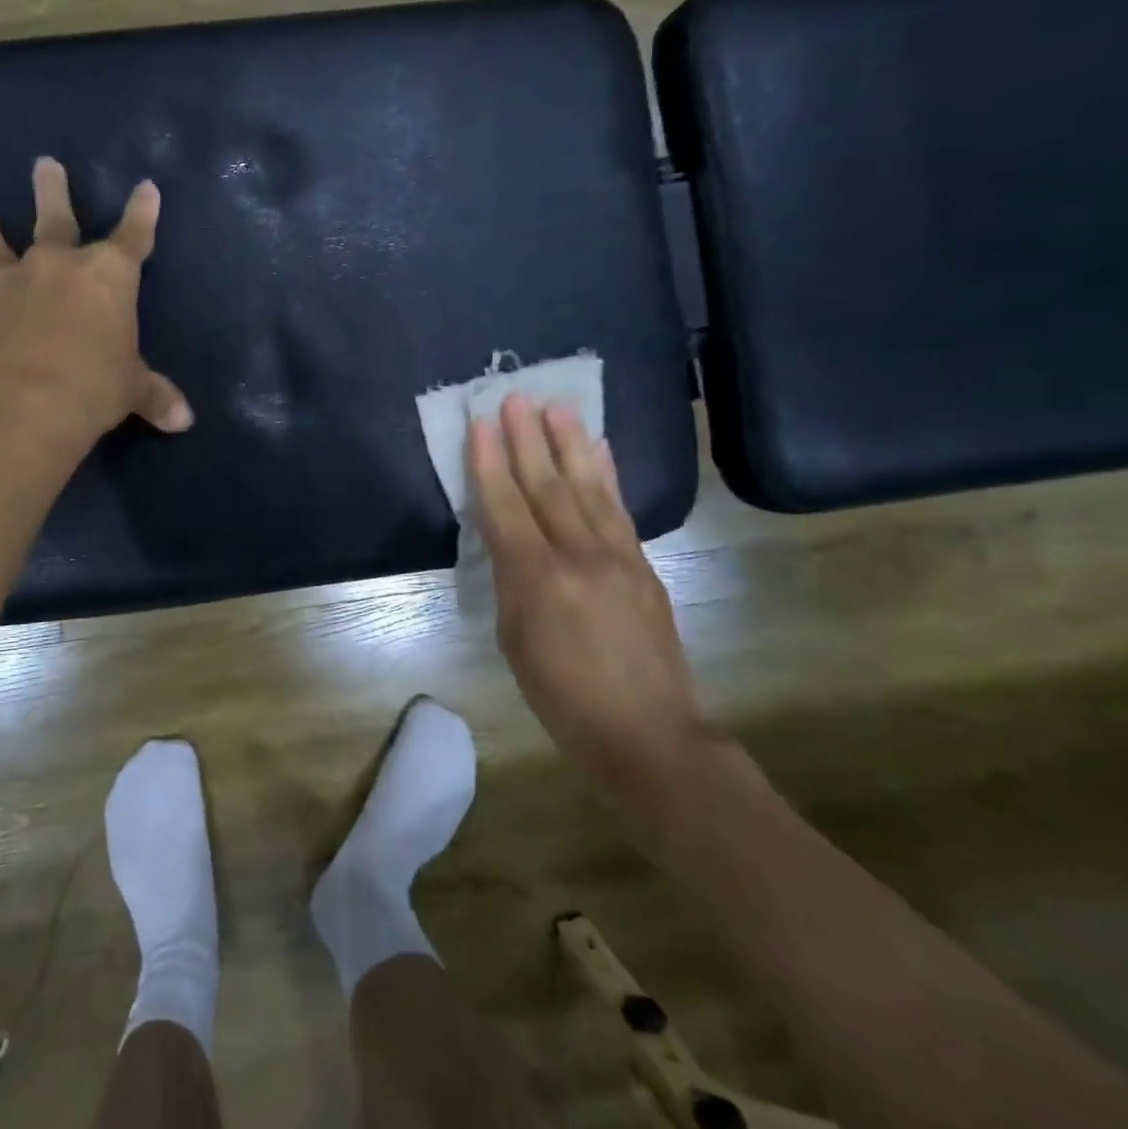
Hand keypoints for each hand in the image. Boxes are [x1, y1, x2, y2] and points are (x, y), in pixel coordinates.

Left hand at [0, 157, 192, 439]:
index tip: (146, 187)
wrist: (19, 403)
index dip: (142, 212)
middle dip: (52, 190)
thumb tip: (185, 420)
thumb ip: (155, 396)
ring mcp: (2, 284)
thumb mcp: (131, 392)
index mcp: (104, 277)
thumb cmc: (91, 387)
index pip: (132, 236)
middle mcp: (52, 267)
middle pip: (54, 219)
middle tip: (44, 164)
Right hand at [469, 395, 714, 823]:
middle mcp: (578, 555)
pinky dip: (606, 474)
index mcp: (537, 578)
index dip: (489, 462)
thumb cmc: (561, 695)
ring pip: (587, 487)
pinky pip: (619, 508)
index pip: (505, 506)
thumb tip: (509, 540)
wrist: (647, 732)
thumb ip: (511, 580)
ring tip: (557, 406)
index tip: (480, 423)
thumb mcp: (514, 640)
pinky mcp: (643, 563)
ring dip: (569, 443)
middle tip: (516, 396)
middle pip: (546, 485)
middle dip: (527, 438)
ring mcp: (617, 555)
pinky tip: (599, 448)